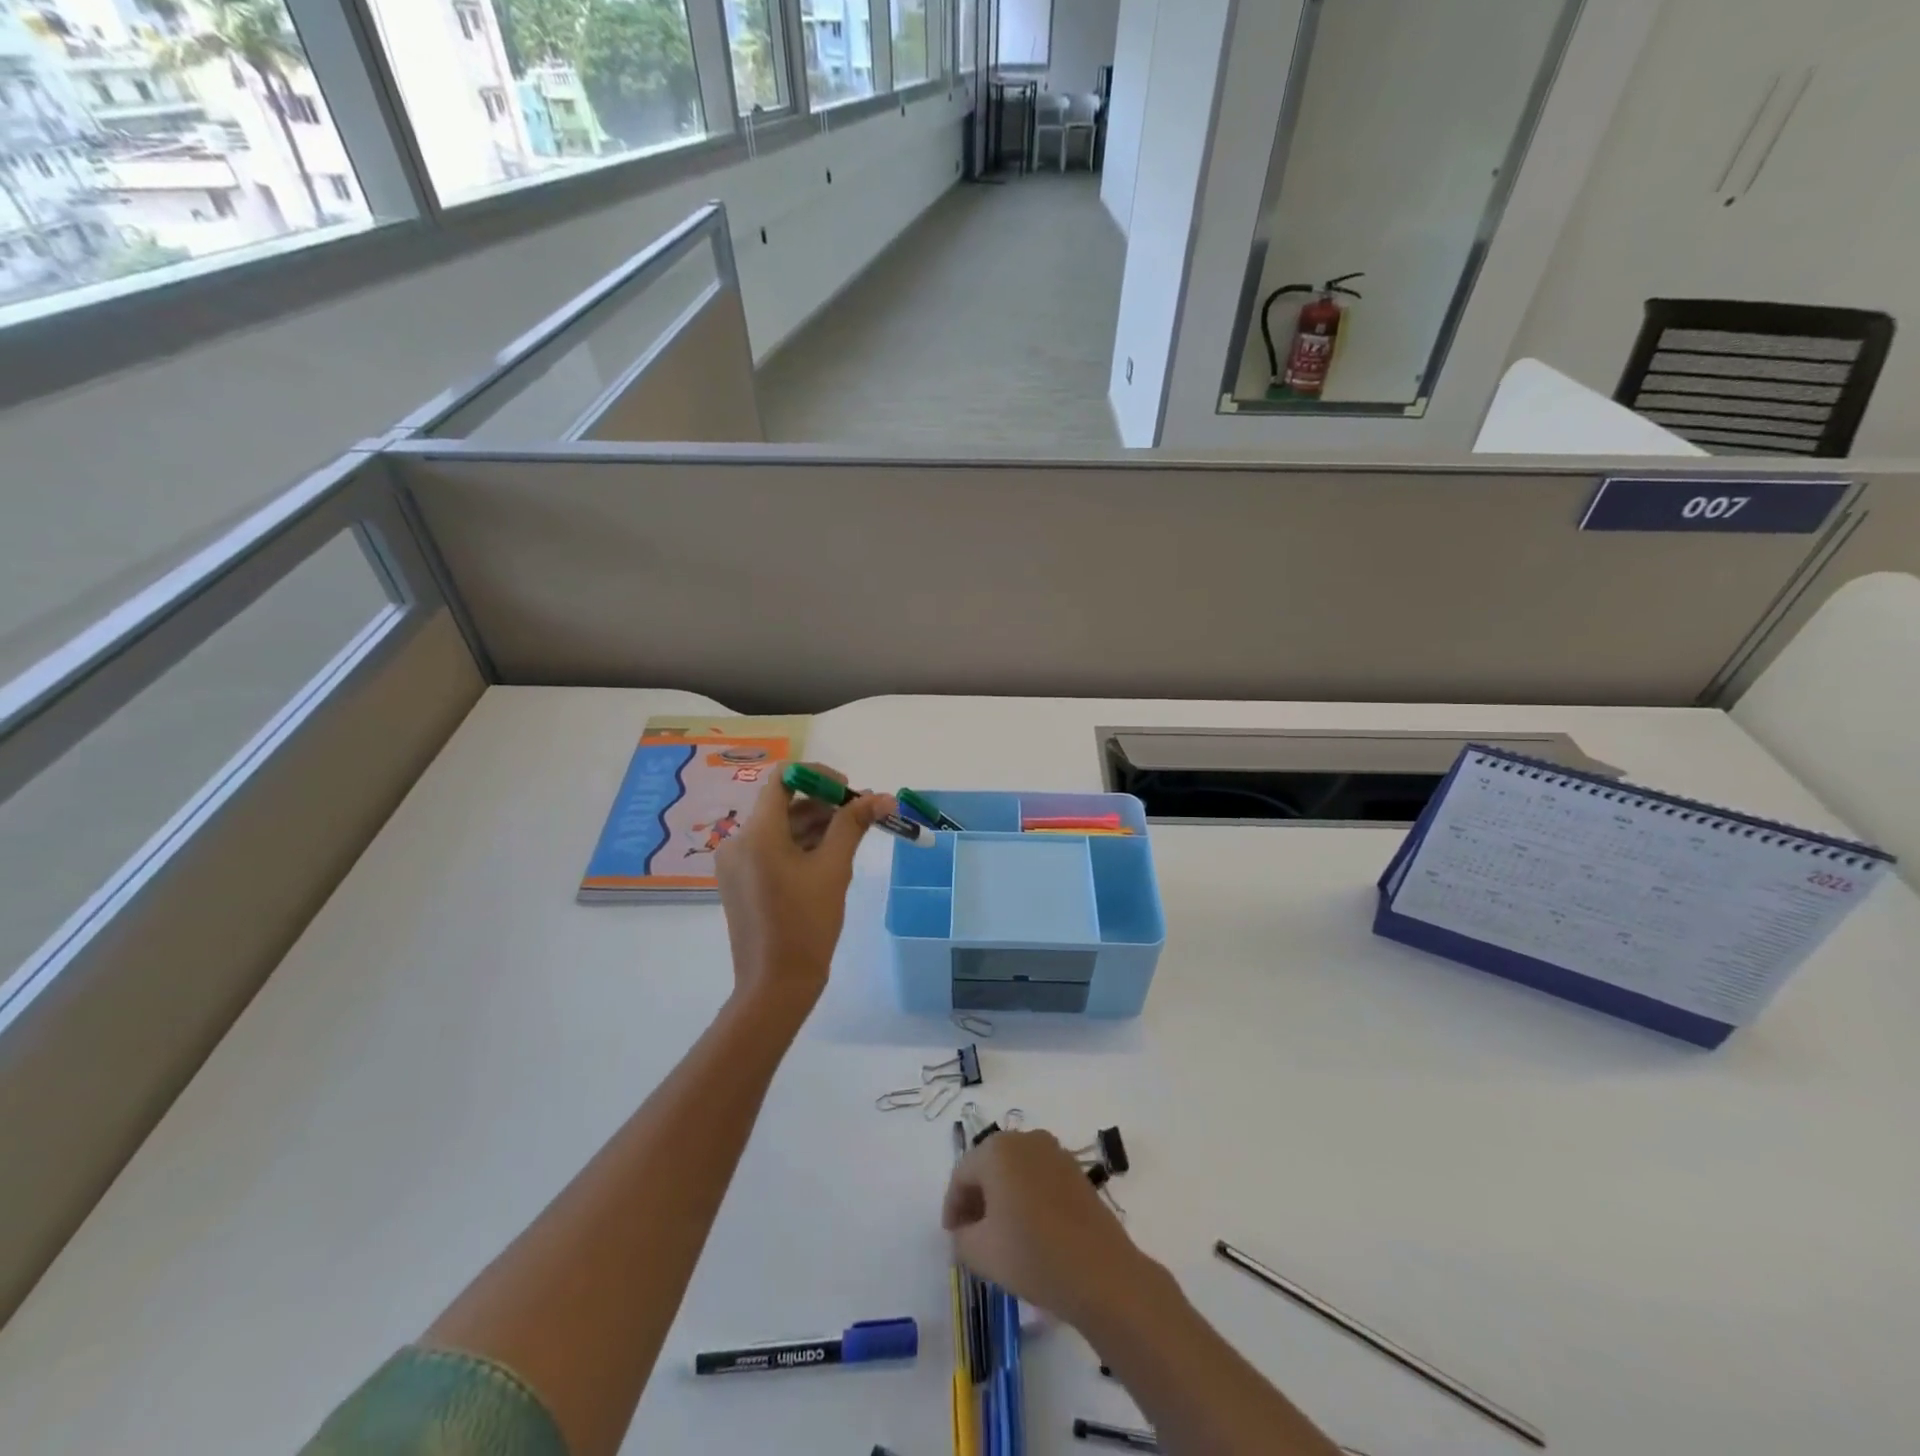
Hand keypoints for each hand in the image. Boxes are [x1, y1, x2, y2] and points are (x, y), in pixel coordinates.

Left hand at [716, 763, 892, 1013]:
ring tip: (850, 838)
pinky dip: (799, 846)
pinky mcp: (741, 881)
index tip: (849, 791)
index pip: (783, 780)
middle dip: (823, 804)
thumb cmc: (807, 924)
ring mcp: (736, 863)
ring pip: (779, 827)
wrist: (776, 985)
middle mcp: (738, 842)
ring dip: (814, 825)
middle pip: (782, 804)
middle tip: (860, 816)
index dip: (817, 776)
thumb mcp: (834, 869)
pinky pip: (771, 849)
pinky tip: (828, 859)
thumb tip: (883, 797)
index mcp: (757, 834)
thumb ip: (853, 825)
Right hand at [942, 1131, 1147, 1325]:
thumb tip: (964, 1230)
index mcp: (996, 1150)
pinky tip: (1028, 1228)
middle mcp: (1024, 1139)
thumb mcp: (980, 1253)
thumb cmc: (1033, 1255)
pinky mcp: (1074, 1169)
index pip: (962, 1175)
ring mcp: (1053, 1151)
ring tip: (999, 1234)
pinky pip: (1037, 1176)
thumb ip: (960, 1237)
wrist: (1100, 1272)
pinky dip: (1026, 1196)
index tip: (952, 1237)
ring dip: (1002, 1196)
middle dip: (976, 1198)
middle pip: (988, 1166)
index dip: (952, 1207)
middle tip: (971, 1234)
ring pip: (1014, 1170)